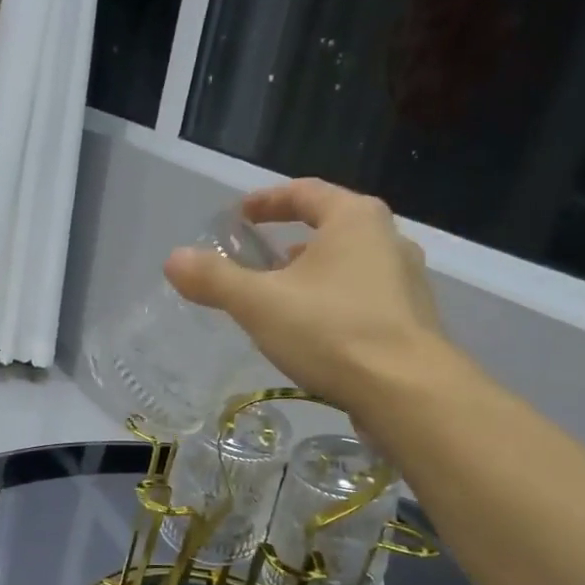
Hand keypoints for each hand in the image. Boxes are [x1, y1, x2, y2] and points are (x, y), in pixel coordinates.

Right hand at [164, 178, 451, 415]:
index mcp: (354, 219)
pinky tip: (313, 335)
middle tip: (257, 260)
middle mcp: (388, 239)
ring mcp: (406, 281)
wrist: (406, 391)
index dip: (266, 201)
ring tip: (280, 300)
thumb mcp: (260, 303)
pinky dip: (331, 304)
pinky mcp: (410, 320)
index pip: (304, 193)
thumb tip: (174, 259)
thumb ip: (215, 279)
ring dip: (311, 276)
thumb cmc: (331, 331)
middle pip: (330, 228)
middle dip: (289, 242)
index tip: (239, 215)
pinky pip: (361, 299)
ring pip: (347, 266)